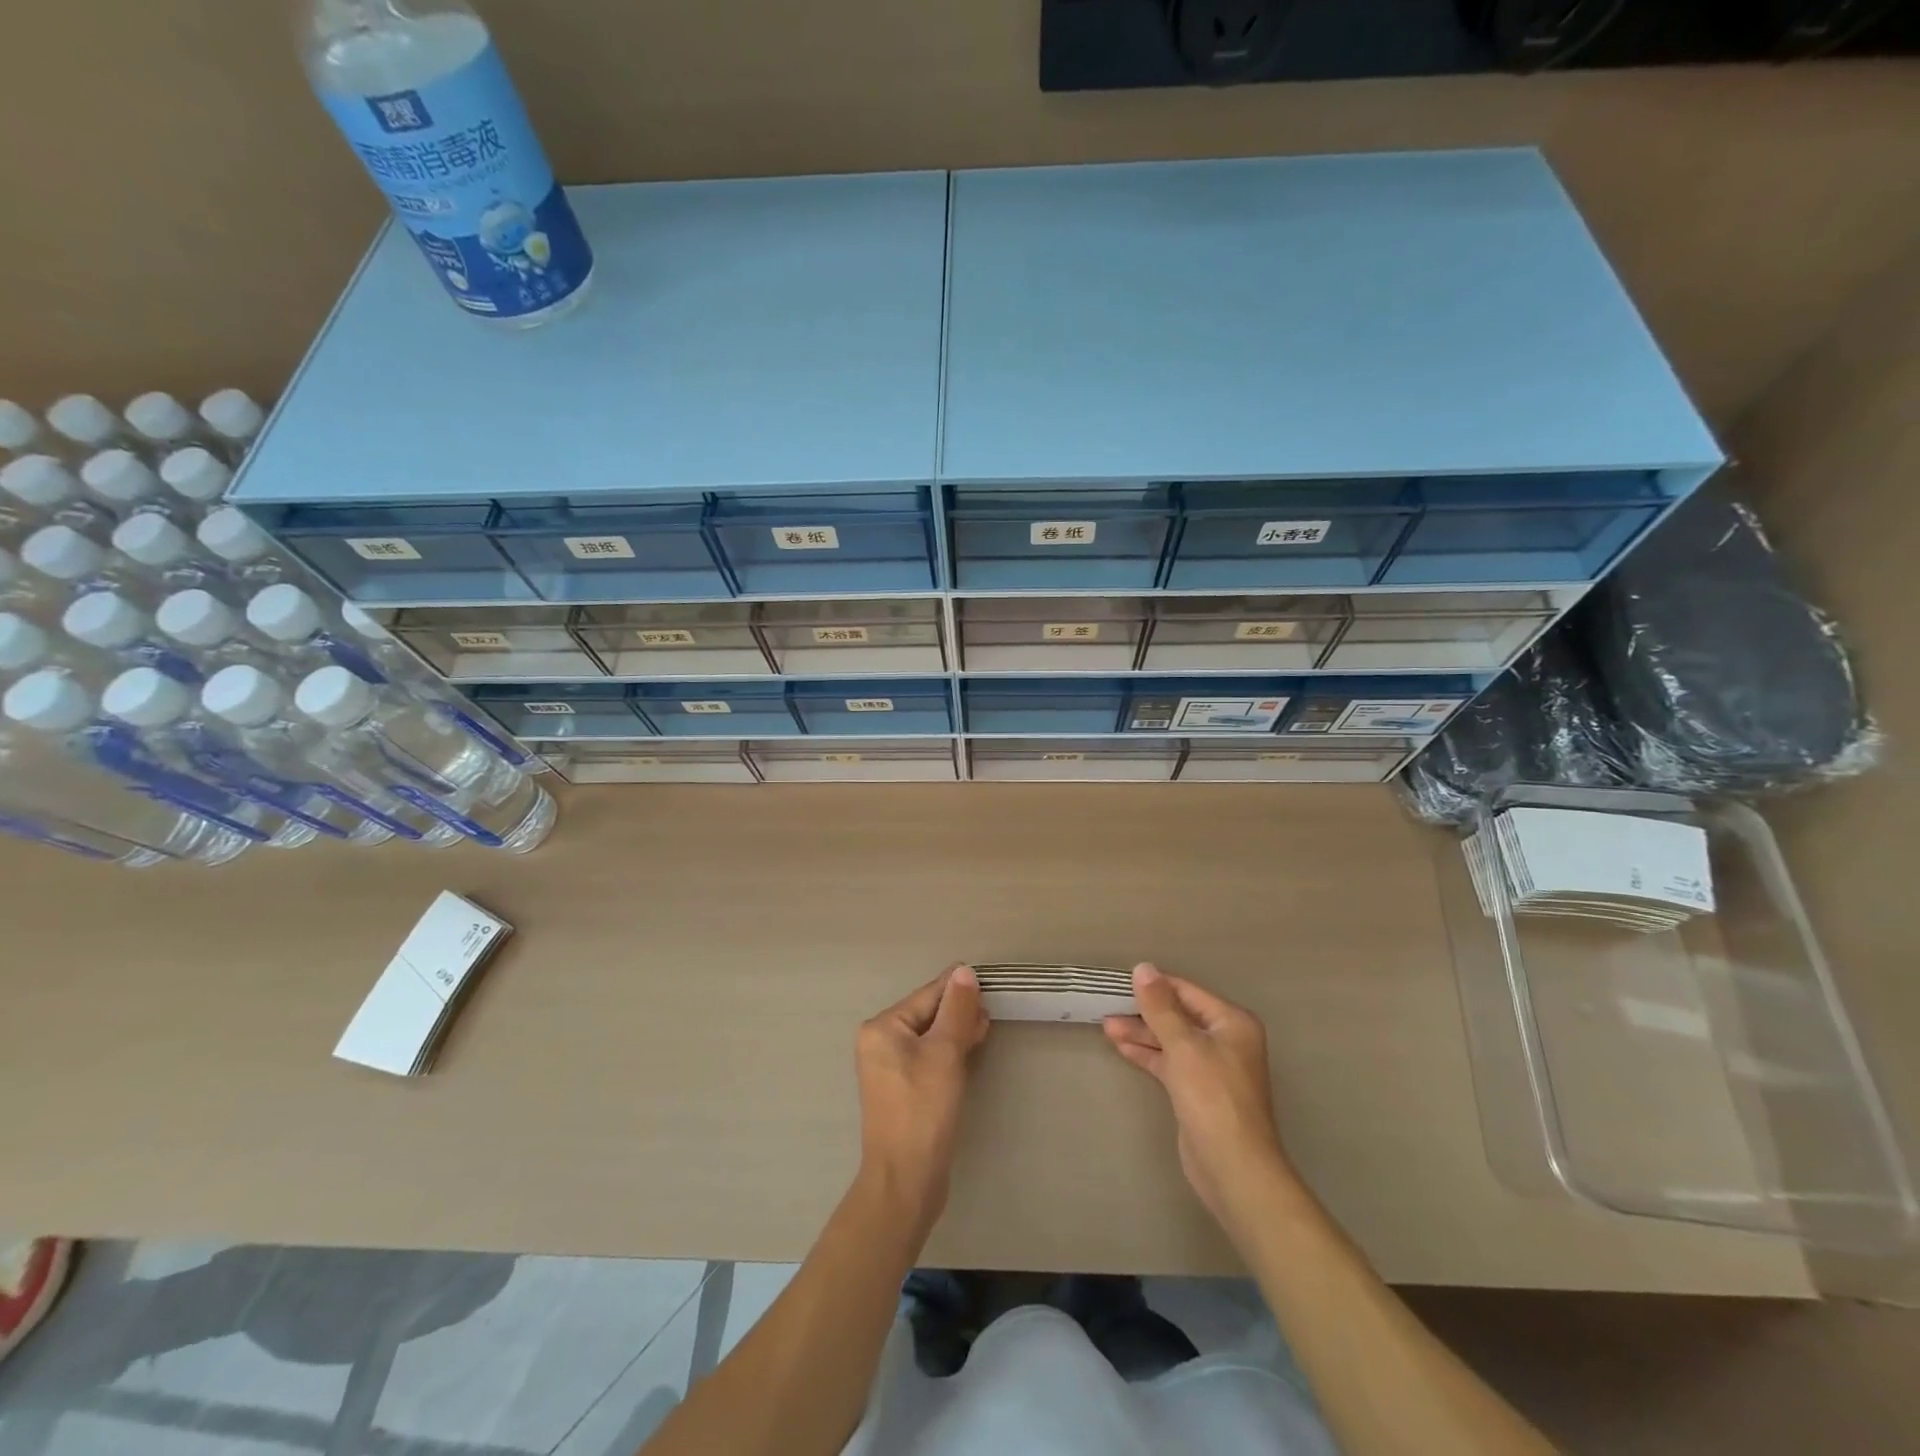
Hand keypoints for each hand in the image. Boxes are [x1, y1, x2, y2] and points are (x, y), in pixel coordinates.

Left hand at [855, 966, 989, 1236]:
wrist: (906, 1181)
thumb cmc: (924, 1110)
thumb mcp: (945, 1053)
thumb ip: (956, 1009)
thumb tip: (963, 971)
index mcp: (883, 1027)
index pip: (928, 994)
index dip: (959, 988)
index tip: (989, 981)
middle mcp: (880, 1042)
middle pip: (927, 1013)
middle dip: (959, 1010)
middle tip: (991, 1011)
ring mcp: (888, 1067)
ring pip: (930, 1036)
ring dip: (957, 1030)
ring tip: (984, 1029)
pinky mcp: (902, 1089)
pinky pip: (928, 1057)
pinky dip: (949, 1051)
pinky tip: (970, 1051)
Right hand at [1104, 964, 1292, 1227]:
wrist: (1233, 1168)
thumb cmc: (1212, 1097)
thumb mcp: (1183, 1045)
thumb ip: (1160, 1007)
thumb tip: (1143, 967)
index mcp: (1231, 1022)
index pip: (1187, 991)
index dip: (1154, 985)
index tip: (1120, 981)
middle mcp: (1225, 1040)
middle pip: (1179, 1015)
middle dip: (1144, 1011)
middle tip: (1107, 1005)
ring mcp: (1212, 1067)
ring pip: (1171, 1040)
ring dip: (1141, 1033)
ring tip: (1106, 1026)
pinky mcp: (1197, 1091)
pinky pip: (1169, 1062)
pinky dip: (1148, 1054)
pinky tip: (1121, 1046)